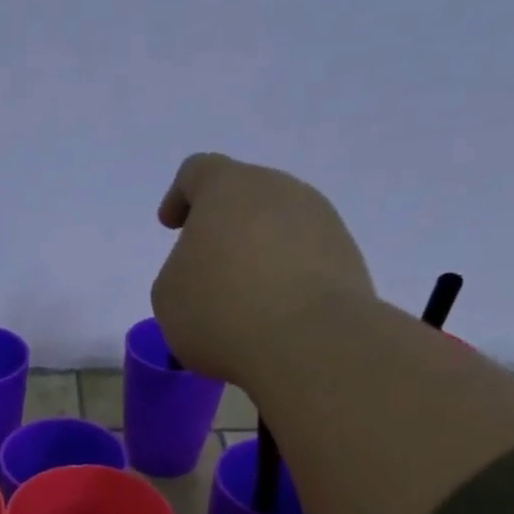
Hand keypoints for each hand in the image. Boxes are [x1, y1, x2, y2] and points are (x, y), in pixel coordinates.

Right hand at [149, 151, 377, 386]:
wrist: (307, 341)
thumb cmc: (221, 311)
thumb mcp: (168, 297)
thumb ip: (178, 271)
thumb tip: (204, 273)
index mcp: (227, 187)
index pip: (197, 172)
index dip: (179, 197)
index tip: (171, 225)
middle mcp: (279, 189)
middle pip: (244, 199)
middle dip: (223, 231)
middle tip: (207, 274)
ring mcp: (320, 219)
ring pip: (277, 229)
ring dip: (257, 257)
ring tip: (242, 303)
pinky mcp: (346, 256)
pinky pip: (304, 261)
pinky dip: (285, 281)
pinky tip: (273, 317)